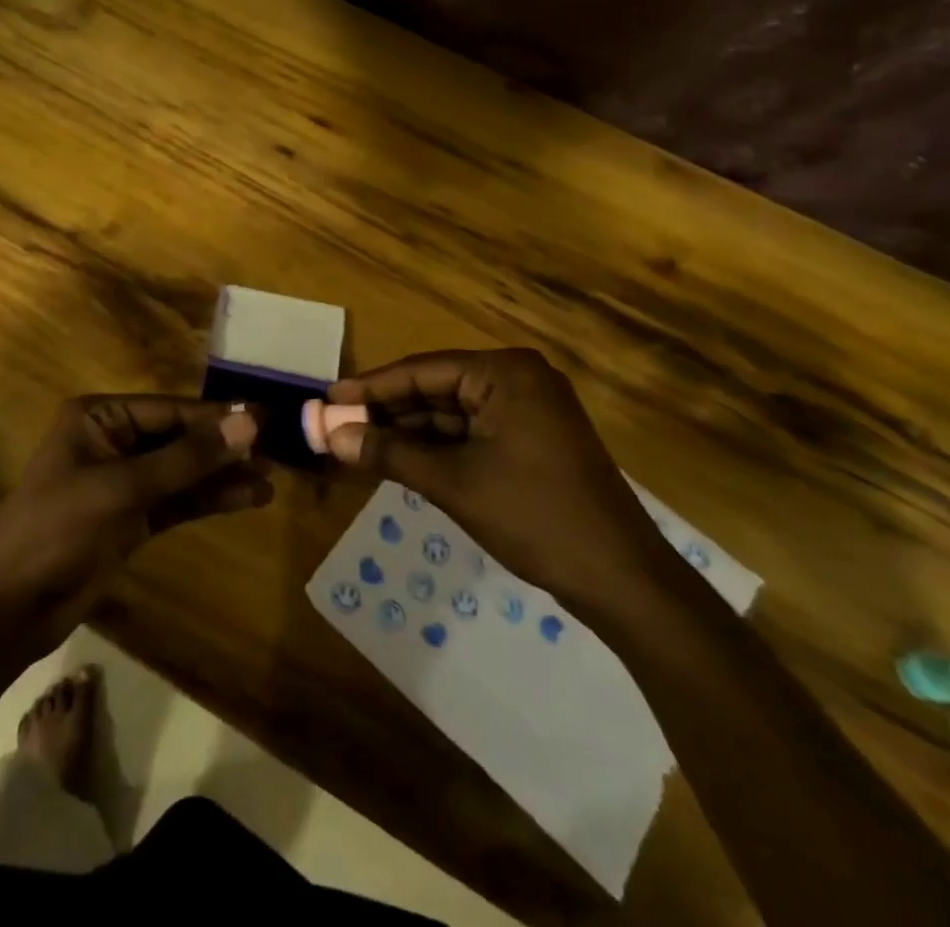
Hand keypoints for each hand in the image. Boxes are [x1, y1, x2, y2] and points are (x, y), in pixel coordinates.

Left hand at [0, 397, 270, 653]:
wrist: (9, 609)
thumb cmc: (57, 529)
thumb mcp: (123, 488)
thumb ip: (188, 458)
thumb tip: (249, 422)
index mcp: (99, 418)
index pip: (170, 410)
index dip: (217, 416)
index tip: (266, 419)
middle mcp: (113, 441)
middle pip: (180, 439)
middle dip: (224, 447)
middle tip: (276, 451)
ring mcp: (123, 482)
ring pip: (183, 472)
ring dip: (223, 475)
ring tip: (271, 478)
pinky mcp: (132, 519)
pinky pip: (178, 501)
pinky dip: (209, 500)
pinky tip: (247, 499)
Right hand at [325, 349, 668, 620]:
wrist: (621, 578)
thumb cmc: (534, 516)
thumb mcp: (453, 483)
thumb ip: (390, 453)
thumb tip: (334, 436)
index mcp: (504, 373)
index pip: (422, 370)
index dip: (371, 386)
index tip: (328, 398)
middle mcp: (517, 379)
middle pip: (436, 388)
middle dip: (388, 411)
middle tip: (339, 426)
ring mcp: (529, 409)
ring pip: (452, 412)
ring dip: (409, 430)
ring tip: (359, 443)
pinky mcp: (533, 438)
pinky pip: (473, 431)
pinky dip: (438, 446)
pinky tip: (401, 458)